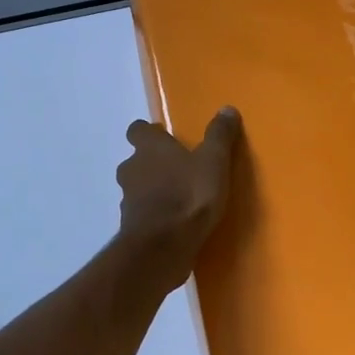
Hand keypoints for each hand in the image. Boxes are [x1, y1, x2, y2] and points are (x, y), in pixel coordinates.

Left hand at [115, 108, 241, 280]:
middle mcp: (132, 169)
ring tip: (178, 198)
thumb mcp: (213, 161)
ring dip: (152, 190)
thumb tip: (227, 108)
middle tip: (177, 169)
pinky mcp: (131, 227)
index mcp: (149, 148)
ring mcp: (127, 199)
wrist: (163, 246)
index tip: (164, 137)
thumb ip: (219, 135)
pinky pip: (142, 214)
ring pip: (137, 188)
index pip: (137, 130)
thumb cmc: (189, 194)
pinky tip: (174, 223)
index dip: (149, 133)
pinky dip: (154, 215)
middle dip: (152, 164)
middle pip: (136, 160)